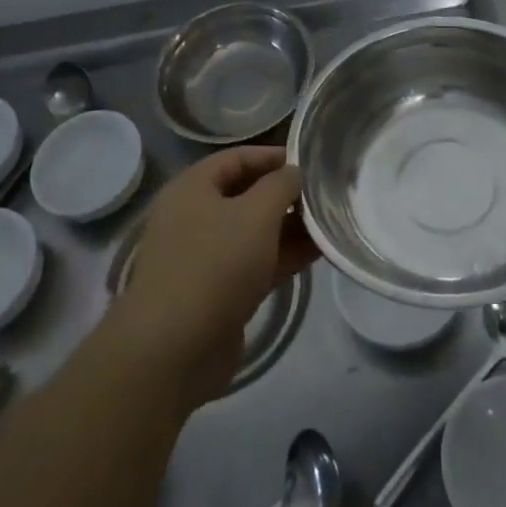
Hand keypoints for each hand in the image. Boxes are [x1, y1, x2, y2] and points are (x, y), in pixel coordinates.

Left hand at [116, 146, 317, 407]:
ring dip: (290, 226)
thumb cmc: (214, 265)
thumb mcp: (256, 214)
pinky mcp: (218, 292)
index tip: (312, 161)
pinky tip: (319, 252)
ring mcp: (205, 256)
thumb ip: (281, 185)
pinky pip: (256, 262)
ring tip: (331, 221)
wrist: (174, 350)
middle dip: (286, 193)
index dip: (274, 156)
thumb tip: (295, 173)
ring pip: (254, 231)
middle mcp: (195, 216)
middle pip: (247, 194)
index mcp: (193, 187)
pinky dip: (284, 255)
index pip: (238, 158)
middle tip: (327, 192)